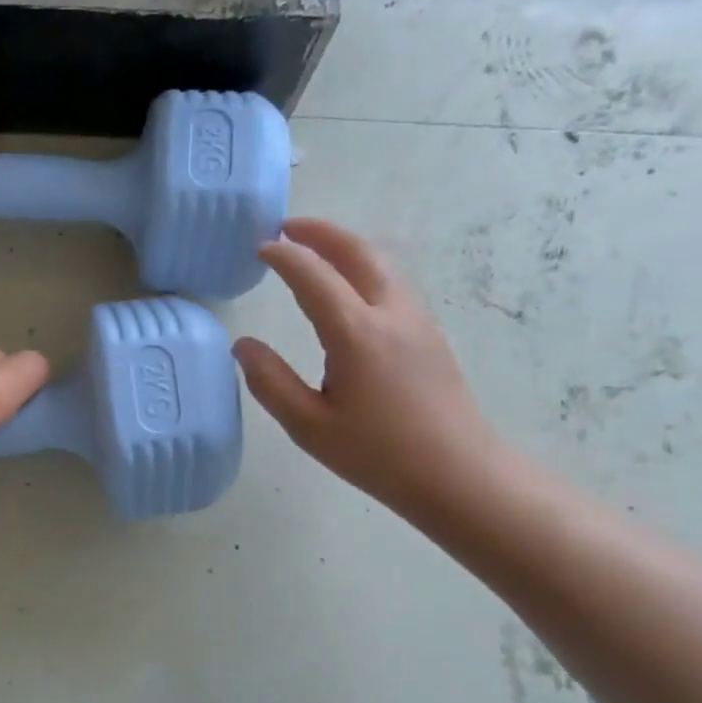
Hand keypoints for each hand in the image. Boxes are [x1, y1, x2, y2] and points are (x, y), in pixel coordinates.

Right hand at [233, 218, 504, 517]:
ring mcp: (416, 321)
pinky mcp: (429, 335)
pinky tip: (348, 290)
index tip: (260, 248)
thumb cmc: (378, 454)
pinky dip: (363, 268)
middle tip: (288, 228)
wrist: (458, 474)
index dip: (284, 257)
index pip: (313, 275)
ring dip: (345, 248)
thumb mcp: (309, 426)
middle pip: (358, 252)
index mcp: (356, 333)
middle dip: (321, 232)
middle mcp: (390, 314)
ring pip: (380, 264)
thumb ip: (270, 382)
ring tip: (315, 251)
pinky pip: (392, 284)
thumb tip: (243, 346)